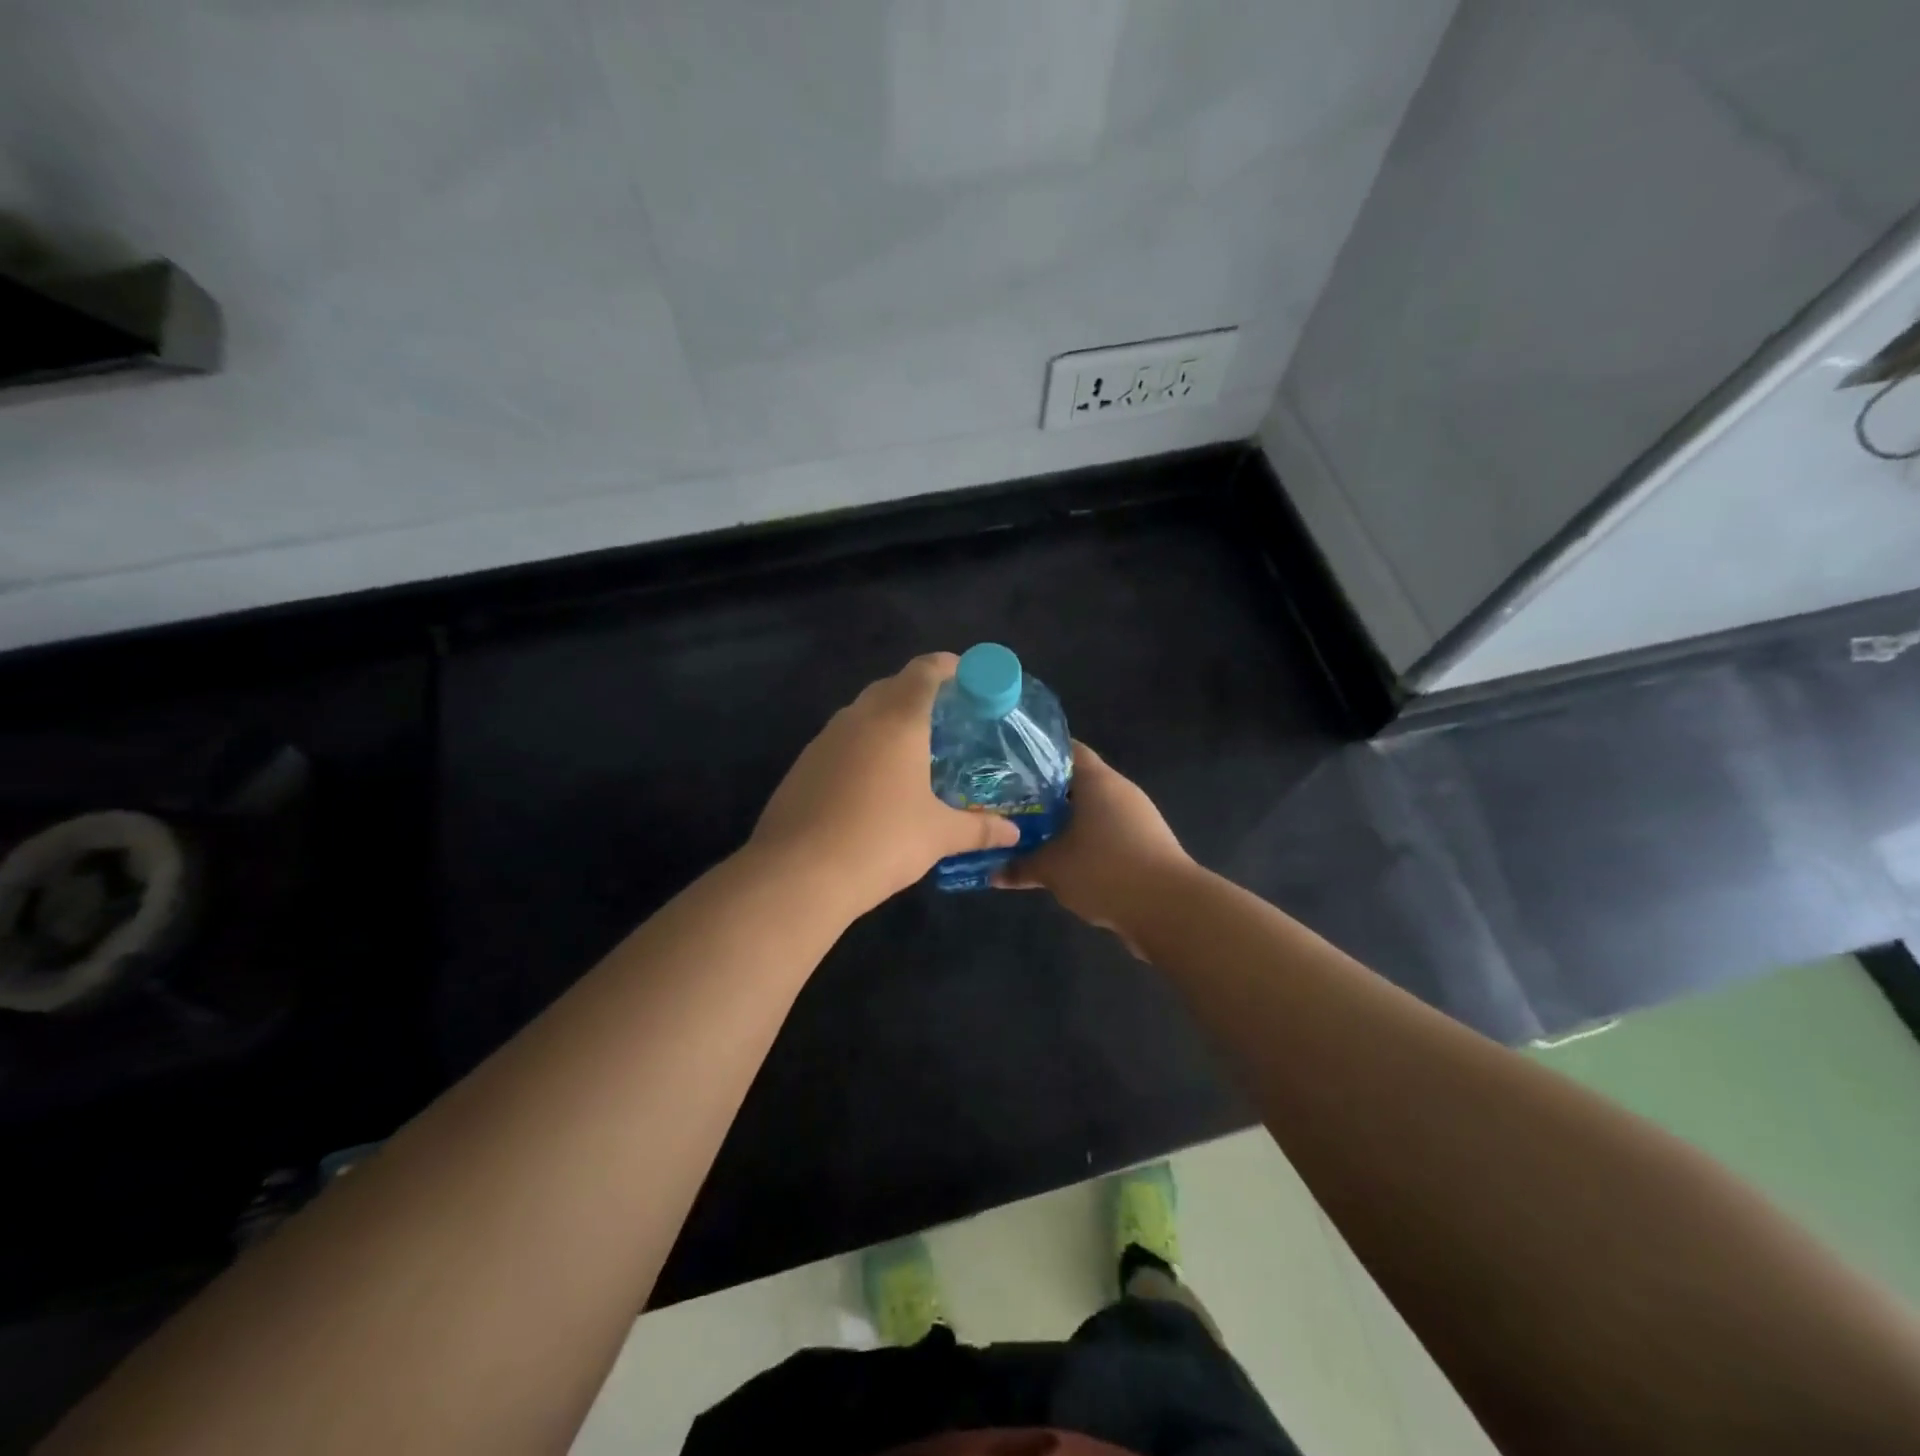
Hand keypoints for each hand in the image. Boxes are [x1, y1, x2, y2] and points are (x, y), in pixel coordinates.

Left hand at [749, 653, 1019, 915]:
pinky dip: (863, 746)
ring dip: (888, 719)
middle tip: (948, 718)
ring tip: (913, 750)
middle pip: (892, 686)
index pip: (925, 670)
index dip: (949, 666)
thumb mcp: (938, 836)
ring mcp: (824, 740)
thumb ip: (979, 829)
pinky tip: (874, 782)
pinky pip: (841, 741)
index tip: (969, 677)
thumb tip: (1013, 834)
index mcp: (897, 720)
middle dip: (920, 693)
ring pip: (862, 713)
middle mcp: (858, 718)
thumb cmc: (880, 841)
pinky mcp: (803, 765)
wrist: (797, 874)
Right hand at [994, 742, 1191, 953]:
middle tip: (1008, 802)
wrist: (1170, 910)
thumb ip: (1020, 866)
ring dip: (1062, 821)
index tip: (1007, 765)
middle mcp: (1119, 791)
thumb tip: (993, 873)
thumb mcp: (1053, 869)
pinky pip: (1104, 834)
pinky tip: (1060, 858)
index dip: (1036, 754)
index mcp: (1098, 780)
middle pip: (1076, 781)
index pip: (1065, 749)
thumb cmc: (1105, 871)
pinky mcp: (1144, 845)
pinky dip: (1082, 841)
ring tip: (1028, 831)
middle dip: (1043, 793)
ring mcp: (1136, 819)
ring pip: (1090, 810)